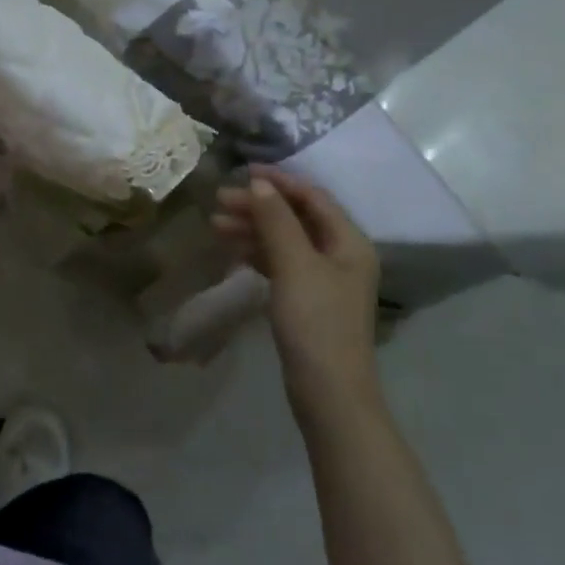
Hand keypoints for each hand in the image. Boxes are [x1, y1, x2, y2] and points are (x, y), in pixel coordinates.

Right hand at [213, 168, 382, 417]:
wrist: (328, 392)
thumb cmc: (316, 322)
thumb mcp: (294, 265)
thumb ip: (276, 220)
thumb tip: (258, 183)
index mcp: (348, 242)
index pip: (312, 197)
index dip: (278, 181)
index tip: (242, 172)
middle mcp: (340, 255)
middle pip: (296, 217)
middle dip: (258, 206)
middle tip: (219, 201)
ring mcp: (324, 279)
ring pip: (284, 240)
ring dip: (253, 229)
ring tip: (215, 225)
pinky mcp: (307, 300)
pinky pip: (280, 263)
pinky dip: (257, 253)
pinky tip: (232, 252)